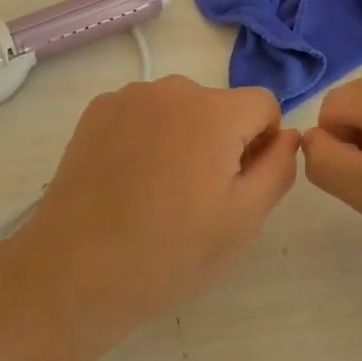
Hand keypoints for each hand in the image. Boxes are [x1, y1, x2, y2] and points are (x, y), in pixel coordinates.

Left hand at [13, 77, 298, 356]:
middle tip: (196, 198)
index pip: (264, 105)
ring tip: (157, 192)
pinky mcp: (97, 109)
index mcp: (216, 111)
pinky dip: (145, 137)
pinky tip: (126, 181)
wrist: (74, 272)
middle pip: (220, 106)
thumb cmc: (170, 252)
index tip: (239, 185)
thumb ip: (279, 167)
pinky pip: (142, 113)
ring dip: (182, 137)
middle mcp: (174, 88)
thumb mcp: (244, 220)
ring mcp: (130, 95)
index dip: (262, 144)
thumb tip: (287, 134)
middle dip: (220, 141)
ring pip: (180, 109)